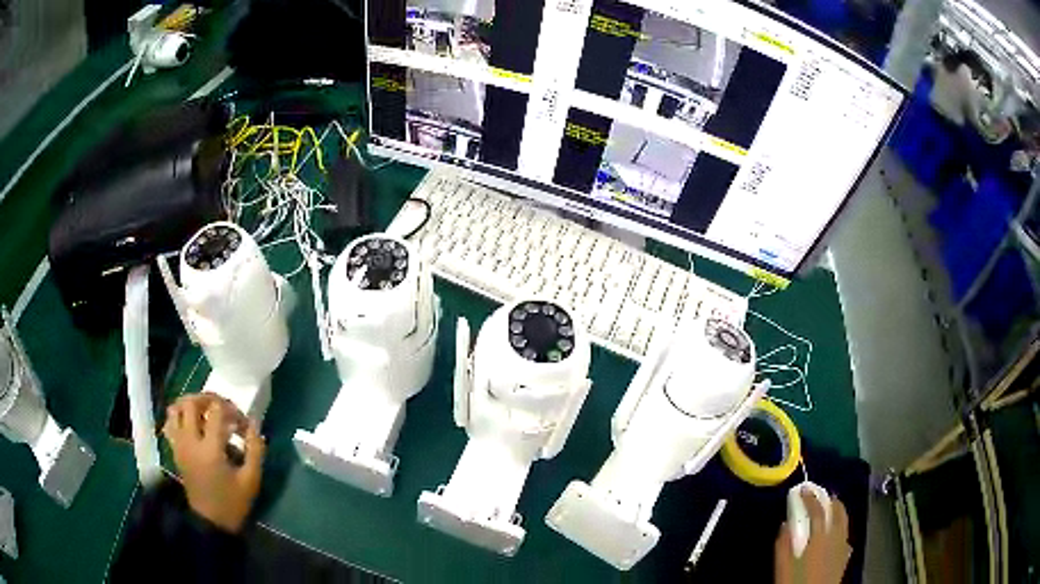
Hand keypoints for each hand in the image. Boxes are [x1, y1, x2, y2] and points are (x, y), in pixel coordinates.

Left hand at [162, 394, 265, 532]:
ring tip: (206, 413)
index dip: (232, 410)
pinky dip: (179, 416)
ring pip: (176, 408)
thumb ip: (255, 449)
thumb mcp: (251, 480)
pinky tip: (191, 424)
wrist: (211, 522)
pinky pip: (170, 422)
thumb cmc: (233, 502)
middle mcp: (190, 442)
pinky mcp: (175, 450)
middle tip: (223, 409)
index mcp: (210, 449)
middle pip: (191, 402)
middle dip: (209, 399)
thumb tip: (254, 423)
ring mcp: (179, 445)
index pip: (216, 411)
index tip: (243, 424)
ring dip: (191, 404)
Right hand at [774, 491, 850, 583]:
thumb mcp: (783, 567)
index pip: (817, 510)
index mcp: (820, 537)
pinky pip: (845, 535)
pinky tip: (834, 533)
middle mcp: (836, 537)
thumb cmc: (796, 582)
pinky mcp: (845, 557)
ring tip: (829, 509)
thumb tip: (785, 524)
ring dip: (837, 511)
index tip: (803, 489)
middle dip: (829, 500)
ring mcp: (843, 546)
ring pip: (845, 521)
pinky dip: (840, 527)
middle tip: (820, 495)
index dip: (810, 497)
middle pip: (838, 511)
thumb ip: (783, 545)